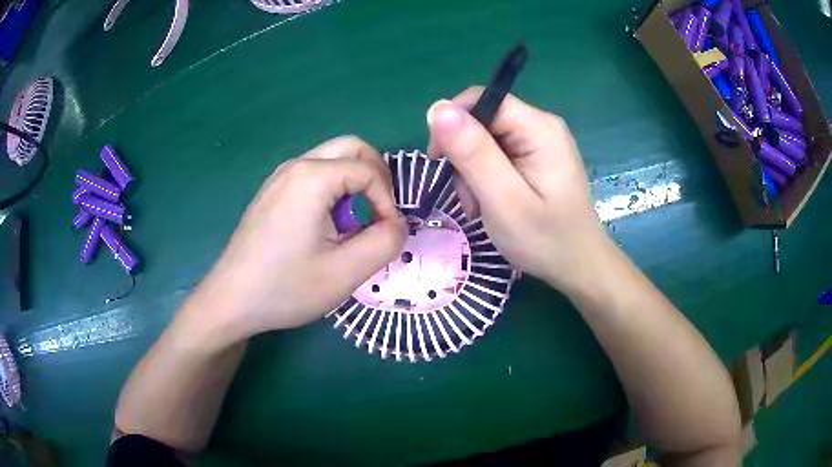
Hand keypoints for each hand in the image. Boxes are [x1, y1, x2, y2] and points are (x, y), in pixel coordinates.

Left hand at [190, 136, 406, 344]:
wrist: (231, 301)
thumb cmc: (286, 287)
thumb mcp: (346, 272)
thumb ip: (386, 242)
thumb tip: (397, 224)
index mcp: (312, 177)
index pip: (369, 170)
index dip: (388, 201)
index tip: (386, 234)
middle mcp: (295, 166)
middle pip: (351, 148)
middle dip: (375, 177)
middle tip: (377, 215)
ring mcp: (280, 177)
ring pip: (332, 161)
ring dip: (353, 185)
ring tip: (351, 226)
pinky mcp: (272, 192)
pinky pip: (313, 176)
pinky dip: (333, 191)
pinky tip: (325, 228)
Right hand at [427, 87, 611, 293]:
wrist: (578, 265)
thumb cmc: (545, 239)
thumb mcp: (503, 199)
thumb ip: (472, 153)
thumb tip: (437, 108)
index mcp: (538, 127)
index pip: (482, 100)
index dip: (452, 123)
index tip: (439, 161)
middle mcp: (541, 125)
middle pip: (483, 119)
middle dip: (464, 155)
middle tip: (467, 197)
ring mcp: (540, 141)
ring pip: (486, 139)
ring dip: (472, 170)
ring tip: (480, 207)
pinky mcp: (536, 157)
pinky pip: (498, 153)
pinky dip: (485, 177)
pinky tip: (491, 203)